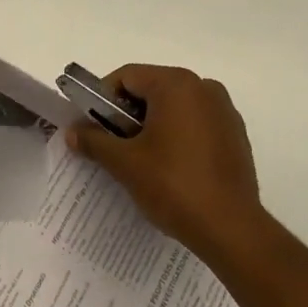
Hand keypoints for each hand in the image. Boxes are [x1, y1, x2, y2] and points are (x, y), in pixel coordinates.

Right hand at [66, 65, 264, 264]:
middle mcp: (203, 87)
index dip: (102, 99)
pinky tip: (170, 168)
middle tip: (113, 146)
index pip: (126, 77)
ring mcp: (224, 111)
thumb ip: (94, 141)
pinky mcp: (236, 135)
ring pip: (174, 107)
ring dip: (152, 125)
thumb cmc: (173, 186)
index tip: (93, 127)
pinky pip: (196, 124)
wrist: (232, 230)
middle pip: (151, 89)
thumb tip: (71, 132)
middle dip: (127, 114)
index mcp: (176, 84)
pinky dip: (177, 136)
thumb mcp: (124, 163)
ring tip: (141, 160)